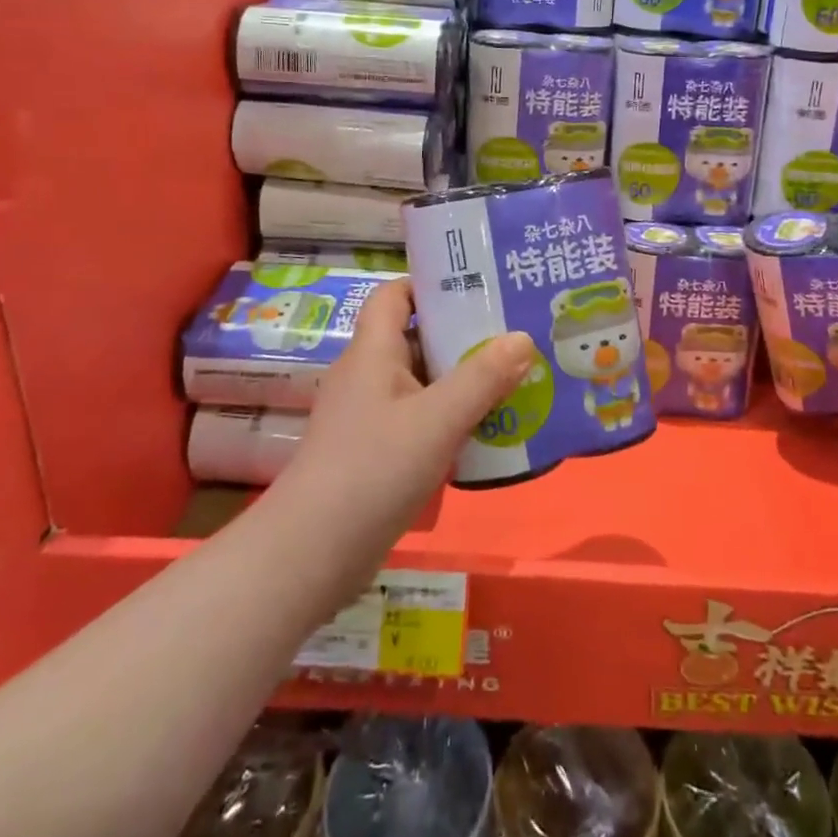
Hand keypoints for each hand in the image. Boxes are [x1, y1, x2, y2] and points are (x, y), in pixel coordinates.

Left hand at [289, 279, 534, 529]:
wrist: (314, 552)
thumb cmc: (374, 468)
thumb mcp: (437, 419)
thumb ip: (483, 377)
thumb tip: (523, 337)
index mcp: (373, 352)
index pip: (395, 294)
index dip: (432, 284)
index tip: (480, 287)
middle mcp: (369, 375)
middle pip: (417, 338)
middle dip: (464, 335)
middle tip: (516, 334)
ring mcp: (371, 416)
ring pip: (424, 383)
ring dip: (464, 381)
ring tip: (516, 378)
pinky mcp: (377, 452)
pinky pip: (421, 420)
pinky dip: (452, 418)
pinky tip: (490, 431)